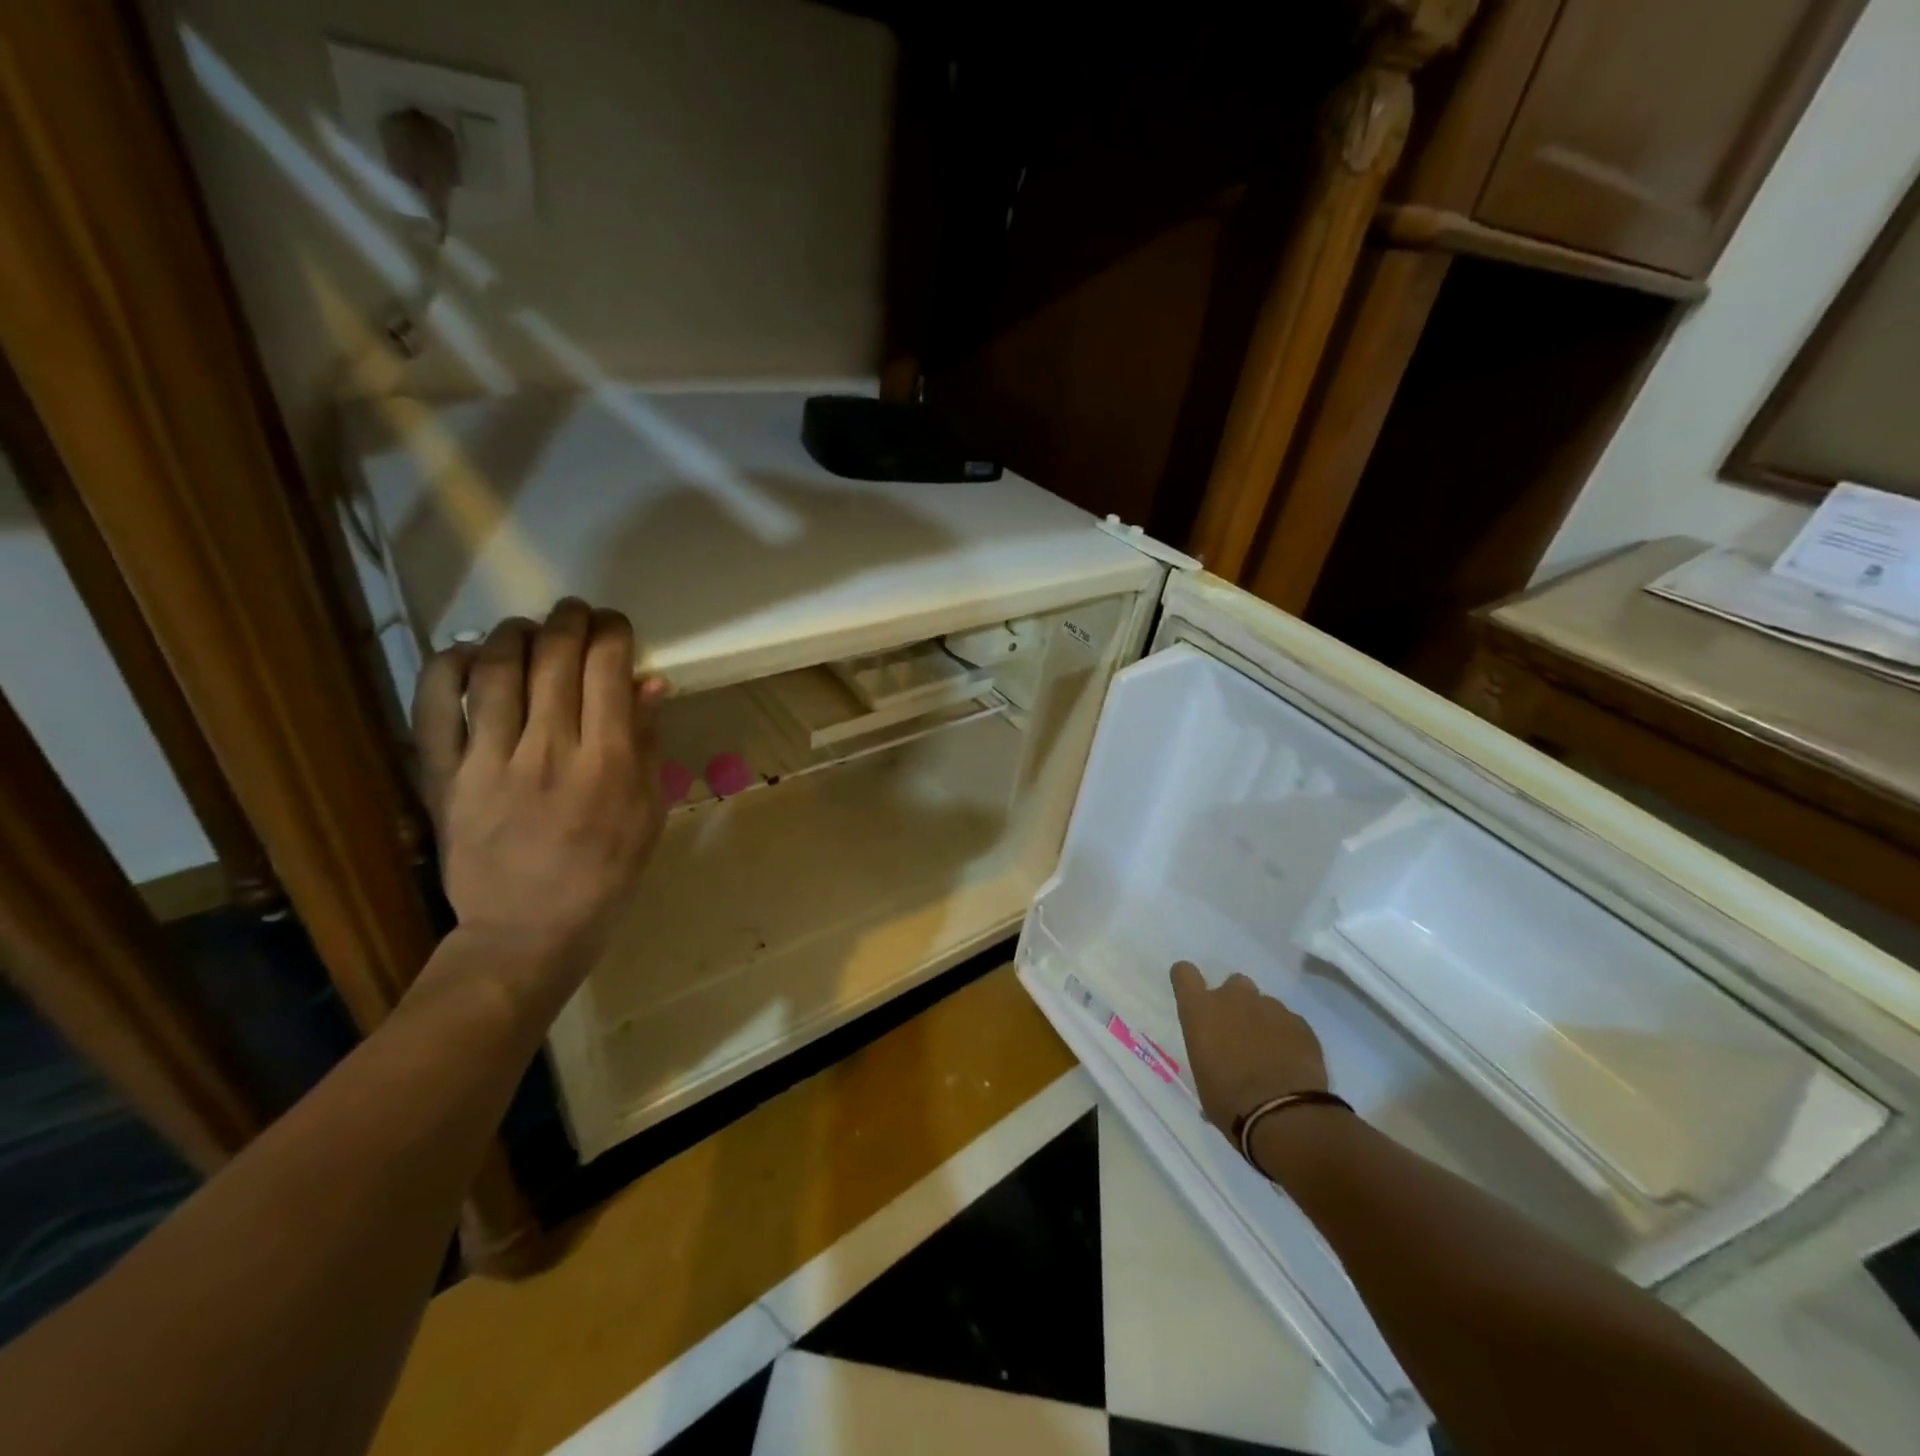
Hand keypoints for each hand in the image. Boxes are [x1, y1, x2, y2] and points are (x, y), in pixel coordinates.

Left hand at [412, 600, 668, 995]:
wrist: (528, 931)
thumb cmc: (605, 875)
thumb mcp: (647, 814)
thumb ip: (647, 744)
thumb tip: (650, 683)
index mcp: (607, 762)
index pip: (609, 669)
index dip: (614, 633)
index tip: (617, 627)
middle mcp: (549, 750)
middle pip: (555, 656)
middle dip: (570, 620)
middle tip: (578, 614)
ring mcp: (489, 760)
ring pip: (497, 668)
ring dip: (516, 632)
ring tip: (530, 629)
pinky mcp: (443, 775)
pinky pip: (436, 705)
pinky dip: (449, 666)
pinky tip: (470, 654)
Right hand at [1170, 961, 1328, 1137]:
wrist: (1283, 1116)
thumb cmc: (1229, 1101)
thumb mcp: (1203, 1078)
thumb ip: (1208, 1055)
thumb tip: (1216, 1067)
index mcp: (1200, 1010)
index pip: (1184, 973)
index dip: (1188, 981)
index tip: (1193, 995)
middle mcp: (1233, 999)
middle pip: (1233, 984)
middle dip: (1236, 1003)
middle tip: (1239, 1033)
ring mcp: (1270, 1007)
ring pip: (1264, 1003)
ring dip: (1263, 1021)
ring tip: (1270, 1054)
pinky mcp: (1300, 1023)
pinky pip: (1290, 1022)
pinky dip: (1288, 1037)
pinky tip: (1291, 1063)